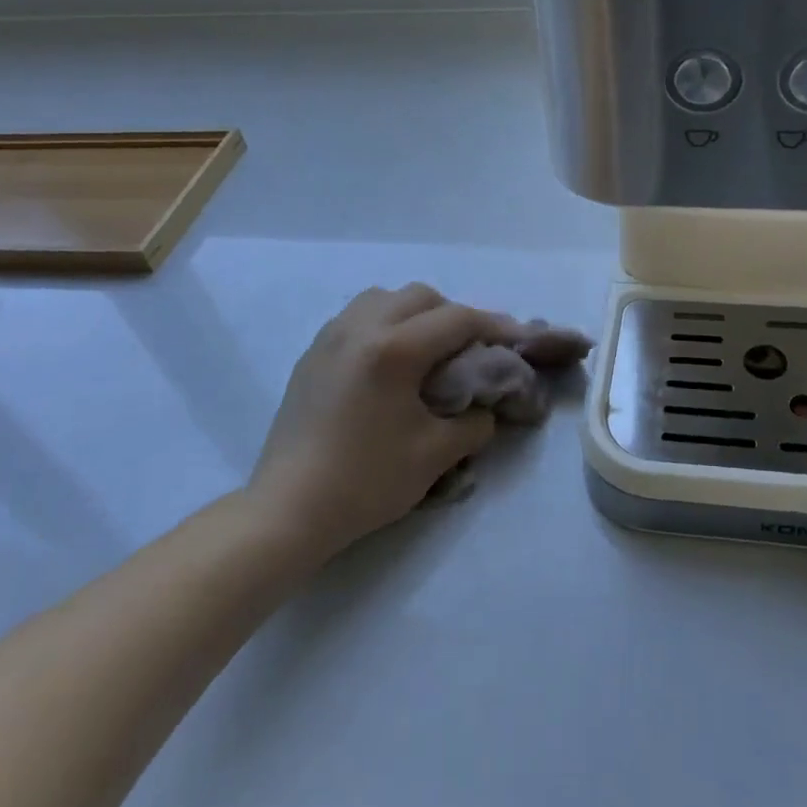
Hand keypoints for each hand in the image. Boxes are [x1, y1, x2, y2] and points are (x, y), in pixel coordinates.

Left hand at [246, 285, 525, 560]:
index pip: (457, 319)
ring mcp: (330, 337)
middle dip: (454, 315)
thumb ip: (474, 423)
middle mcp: (360, 328)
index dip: (495, 325)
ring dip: (415, 313)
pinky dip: (384, 323)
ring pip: (384, 298)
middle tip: (471, 349)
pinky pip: (357, 317)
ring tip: (428, 349)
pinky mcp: (312, 354)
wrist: (288, 510)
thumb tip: (486, 408)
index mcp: (393, 349)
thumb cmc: (366, 481)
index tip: (518, 338)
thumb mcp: (436, 454)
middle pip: (421, 296)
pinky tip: (390, 360)